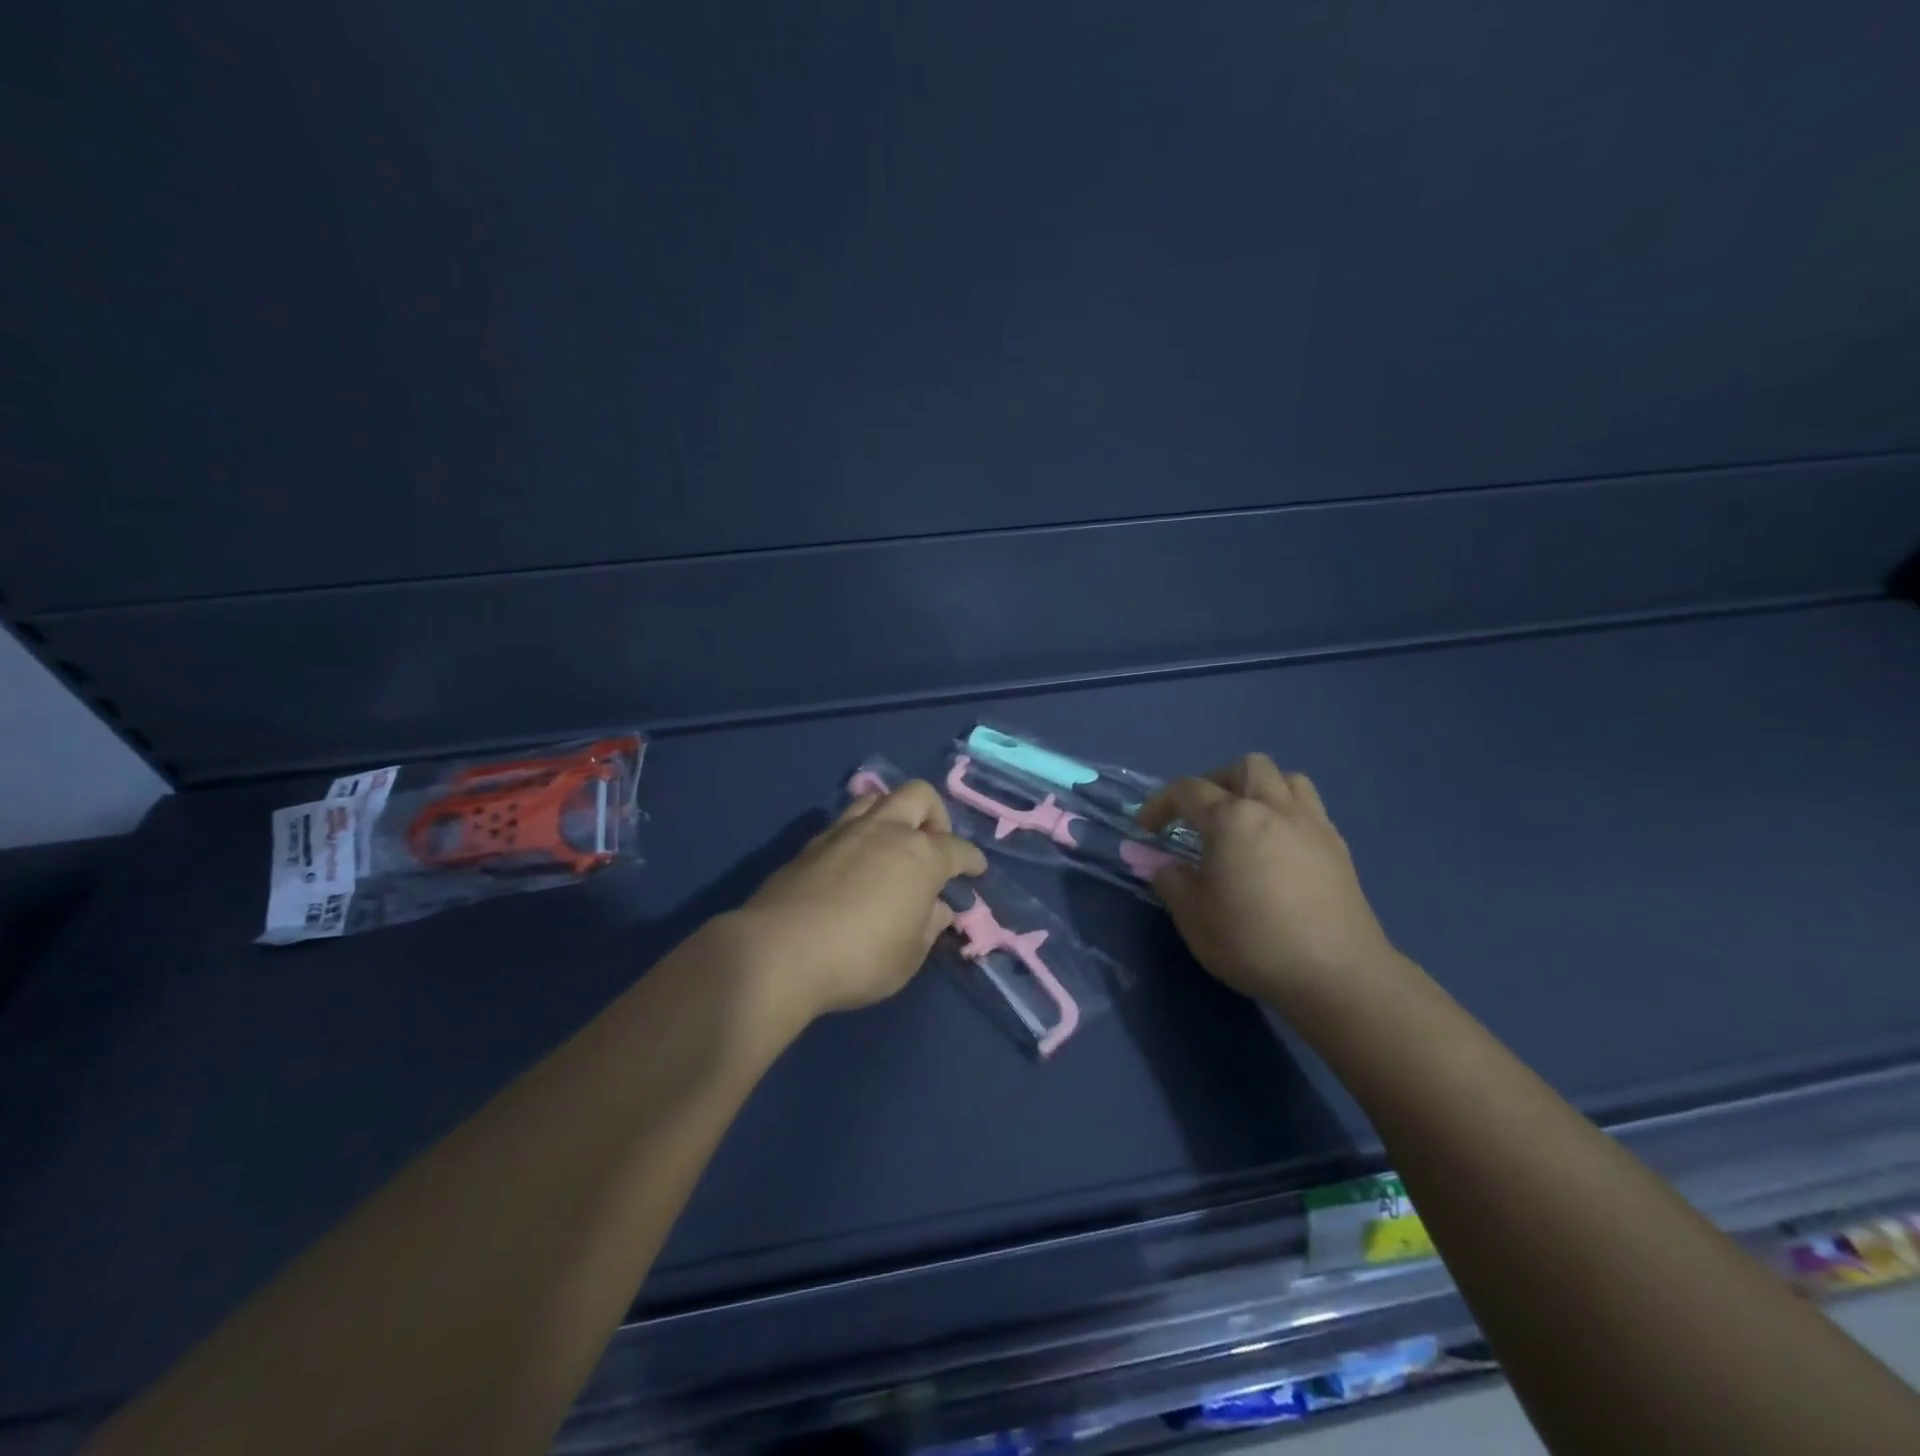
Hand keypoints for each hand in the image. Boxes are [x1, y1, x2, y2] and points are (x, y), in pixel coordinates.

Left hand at [728, 780, 986, 1027]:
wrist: (779, 952)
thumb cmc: (859, 958)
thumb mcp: (909, 955)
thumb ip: (929, 926)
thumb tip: (936, 907)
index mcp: (920, 856)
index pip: (957, 848)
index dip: (971, 860)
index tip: (976, 870)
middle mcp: (886, 830)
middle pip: (919, 796)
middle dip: (935, 815)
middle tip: (933, 846)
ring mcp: (845, 831)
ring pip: (878, 798)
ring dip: (894, 814)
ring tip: (893, 844)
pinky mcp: (812, 843)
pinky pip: (846, 820)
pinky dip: (861, 831)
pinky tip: (856, 860)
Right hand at [1138, 754, 1401, 1007]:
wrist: (1337, 974)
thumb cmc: (1253, 942)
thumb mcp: (1194, 917)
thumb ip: (1170, 881)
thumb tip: (1161, 864)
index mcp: (1232, 819)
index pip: (1187, 791)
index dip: (1160, 804)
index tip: (1146, 830)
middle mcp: (1273, 808)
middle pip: (1245, 767)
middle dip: (1216, 782)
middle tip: (1201, 816)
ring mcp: (1312, 824)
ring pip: (1286, 778)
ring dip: (1258, 789)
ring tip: (1244, 821)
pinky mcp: (1338, 847)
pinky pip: (1309, 807)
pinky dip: (1286, 812)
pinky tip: (1278, 847)